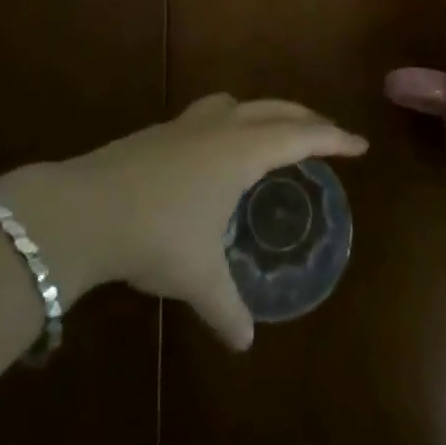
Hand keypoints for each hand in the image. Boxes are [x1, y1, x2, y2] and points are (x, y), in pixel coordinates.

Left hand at [0, 95, 366, 349]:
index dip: (333, 138)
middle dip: (305, 118)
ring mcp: (187, 124)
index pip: (301, 135)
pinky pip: (211, 114)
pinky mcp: (160, 130)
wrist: (85, 208)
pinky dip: (231, 120)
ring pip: (239, 103)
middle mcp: (220, 127)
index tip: (360, 145)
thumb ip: (226, 306)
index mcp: (242, 151)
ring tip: (272, 132)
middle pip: (274, 109)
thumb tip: (244, 341)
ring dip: (264, 112)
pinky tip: (217, 150)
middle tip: (326, 134)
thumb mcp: (198, 276)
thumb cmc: (156, 234)